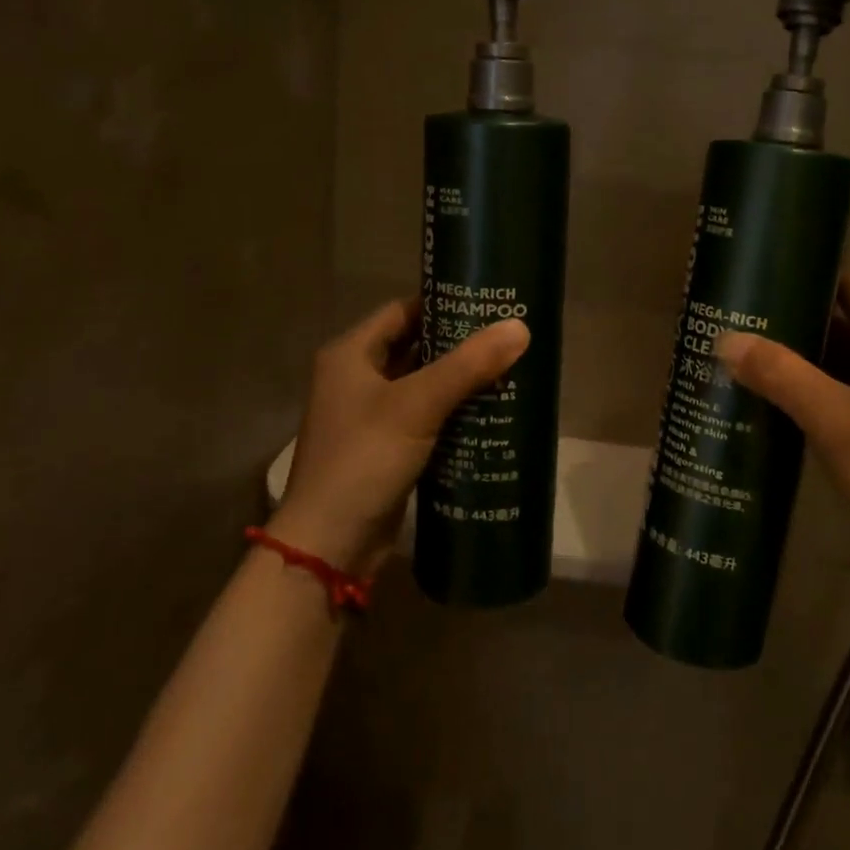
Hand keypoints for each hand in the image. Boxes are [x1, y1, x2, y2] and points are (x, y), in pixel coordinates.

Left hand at [270, 299, 529, 573]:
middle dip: (459, 345)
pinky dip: (452, 412)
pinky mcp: (384, 448)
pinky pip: (424, 417)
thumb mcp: (418, 405)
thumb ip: (468, 365)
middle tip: (508, 338)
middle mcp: (355, 378)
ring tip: (508, 370)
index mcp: (351, 355)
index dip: (443, 304)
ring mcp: (369, 416)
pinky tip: (489, 413)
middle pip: (414, 347)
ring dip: (459, 380)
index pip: (403, 311)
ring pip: (422, 384)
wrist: (329, 545)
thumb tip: (520, 327)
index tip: (488, 304)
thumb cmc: (364, 459)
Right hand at [714, 272, 849, 563]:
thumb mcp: (835, 419)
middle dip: (791, 321)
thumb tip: (724, 338)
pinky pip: (840, 390)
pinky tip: (770, 398)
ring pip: (838, 360)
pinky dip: (808, 388)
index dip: (807, 276)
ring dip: (797, 357)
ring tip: (742, 355)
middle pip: (840, 322)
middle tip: (736, 321)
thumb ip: (782, 375)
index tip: (759, 278)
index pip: (849, 286)